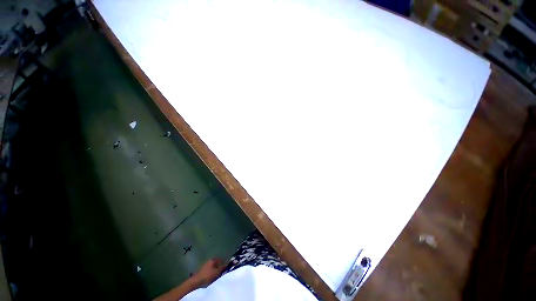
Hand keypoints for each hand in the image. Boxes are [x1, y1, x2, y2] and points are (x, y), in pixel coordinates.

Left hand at [193, 258, 225, 286]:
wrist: (196, 281)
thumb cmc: (208, 276)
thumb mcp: (217, 272)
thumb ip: (222, 267)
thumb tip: (227, 263)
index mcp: (213, 260)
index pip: (221, 260)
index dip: (224, 264)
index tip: (226, 269)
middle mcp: (209, 261)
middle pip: (217, 263)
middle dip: (219, 268)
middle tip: (221, 273)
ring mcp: (205, 265)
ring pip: (213, 267)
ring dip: (215, 271)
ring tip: (217, 276)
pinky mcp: (202, 270)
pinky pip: (209, 270)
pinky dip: (211, 273)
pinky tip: (211, 277)